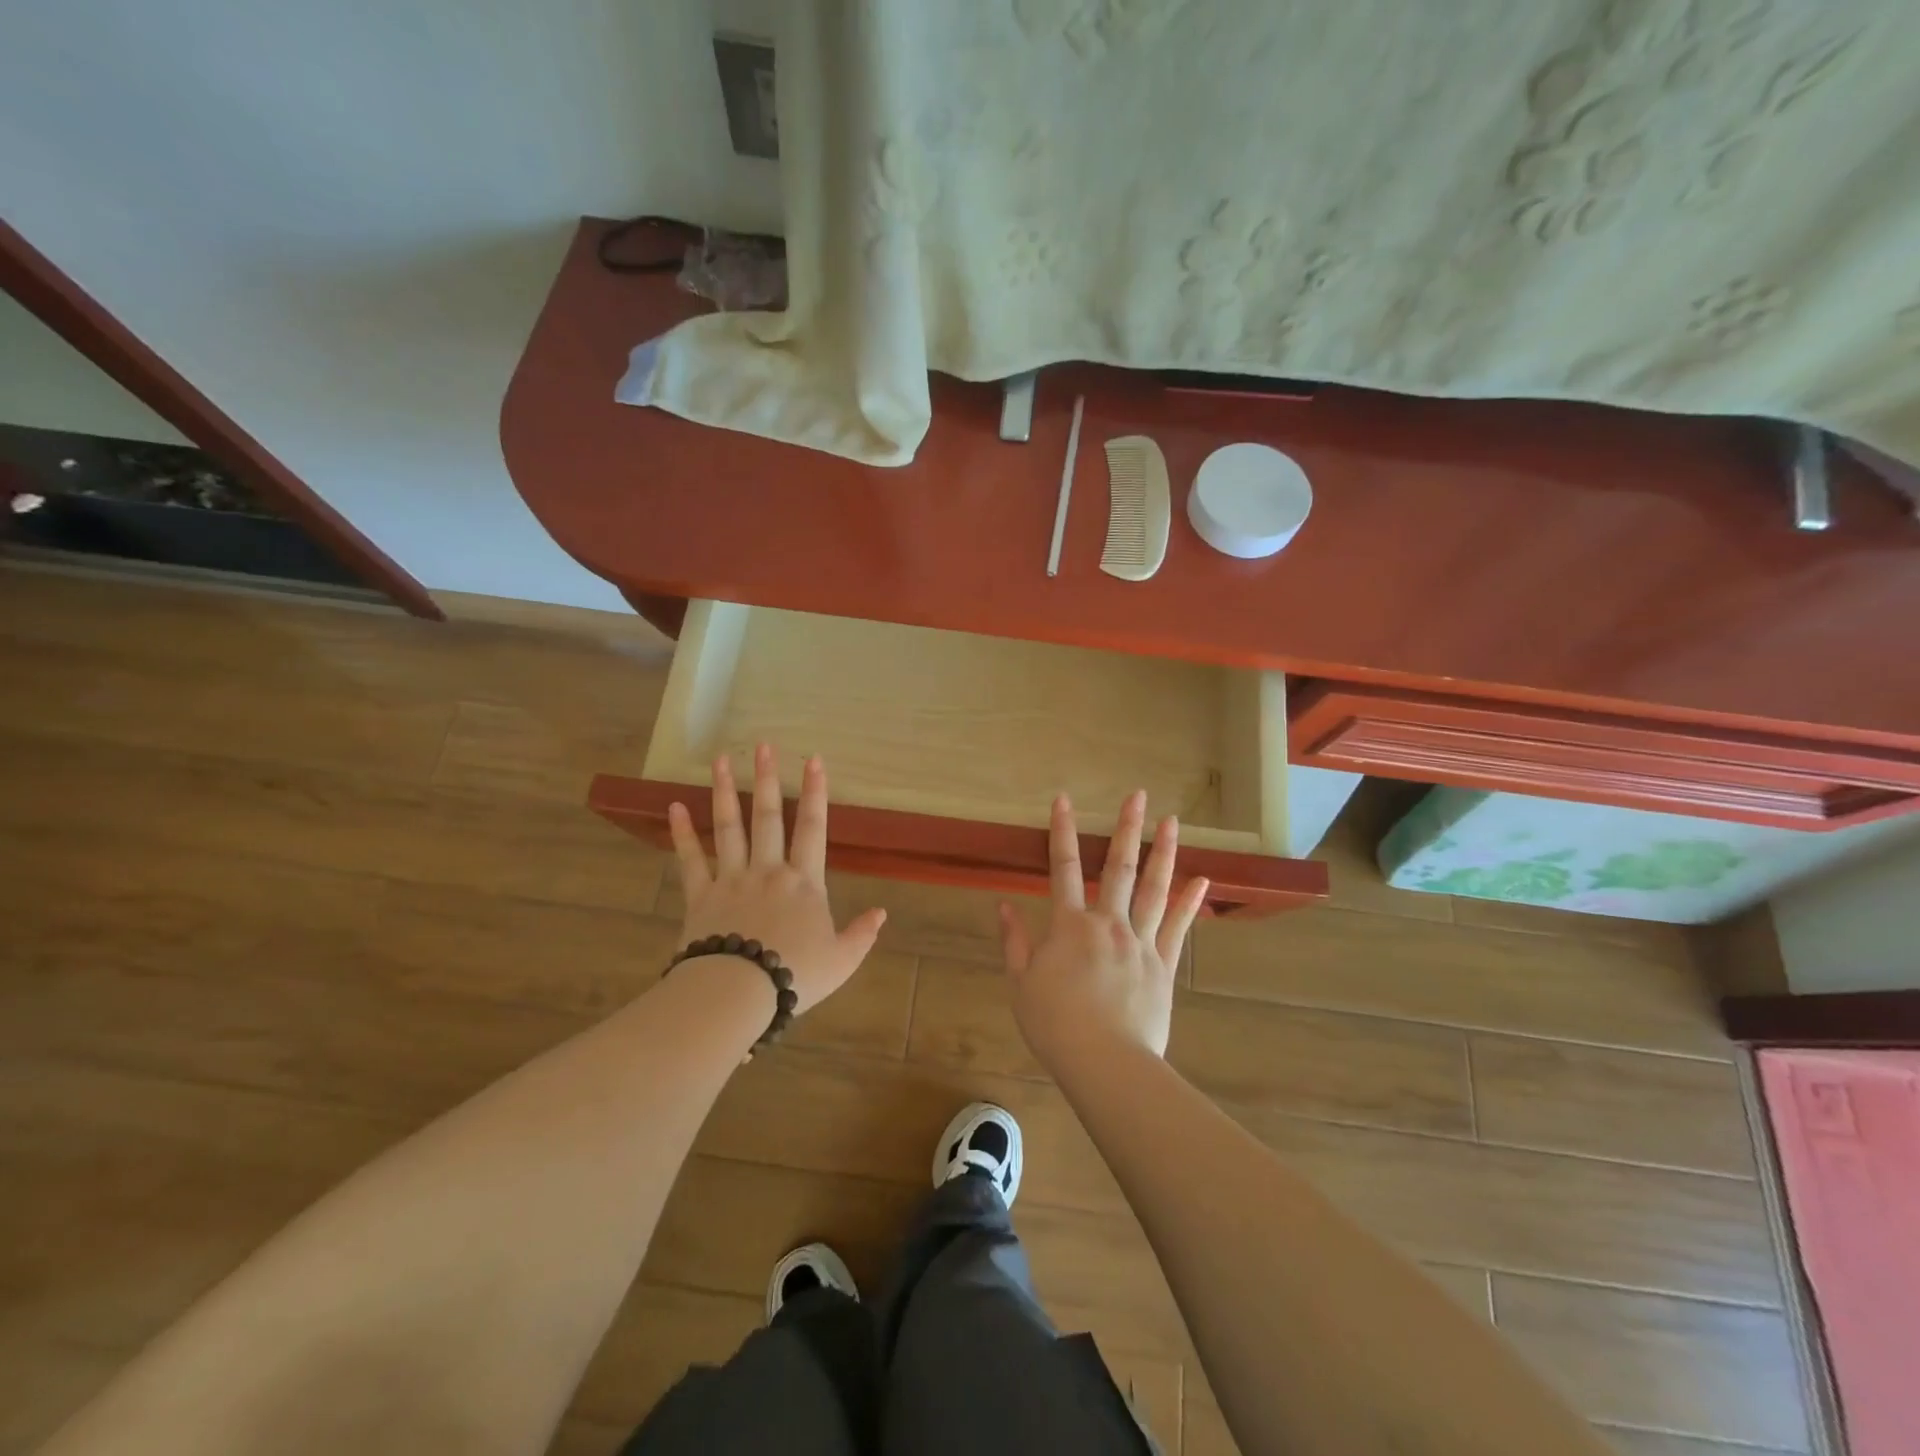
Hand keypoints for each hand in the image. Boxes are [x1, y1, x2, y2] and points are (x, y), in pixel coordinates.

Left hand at [667, 744, 885, 1014]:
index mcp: (803, 883)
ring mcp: (731, 880)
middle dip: (768, 778)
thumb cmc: (794, 975)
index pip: (813, 828)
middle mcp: (767, 870)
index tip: (814, 759)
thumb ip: (862, 934)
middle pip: (768, 817)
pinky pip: (690, 860)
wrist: (737, 993)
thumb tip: (882, 913)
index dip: (816, 792)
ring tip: (721, 760)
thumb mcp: (842, 960)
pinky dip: (682, 834)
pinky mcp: (700, 897)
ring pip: (729, 828)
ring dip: (725, 792)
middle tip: (763, 745)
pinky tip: (674, 807)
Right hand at [998, 791, 1209, 1068]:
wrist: (1105, 1063)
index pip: (1062, 868)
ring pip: (1154, 889)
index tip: (1064, 799)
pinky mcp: (1163, 965)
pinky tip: (1202, 880)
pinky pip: (1178, 927)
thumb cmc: (1055, 1024)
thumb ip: (1014, 941)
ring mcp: (1141, 942)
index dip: (1061, 832)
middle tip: (1137, 795)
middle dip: (1125, 829)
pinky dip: (1191, 903)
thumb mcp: (1021, 983)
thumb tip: (1003, 904)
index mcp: (1070, 926)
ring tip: (1172, 822)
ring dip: (1163, 853)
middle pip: (1118, 868)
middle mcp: (1108, 923)